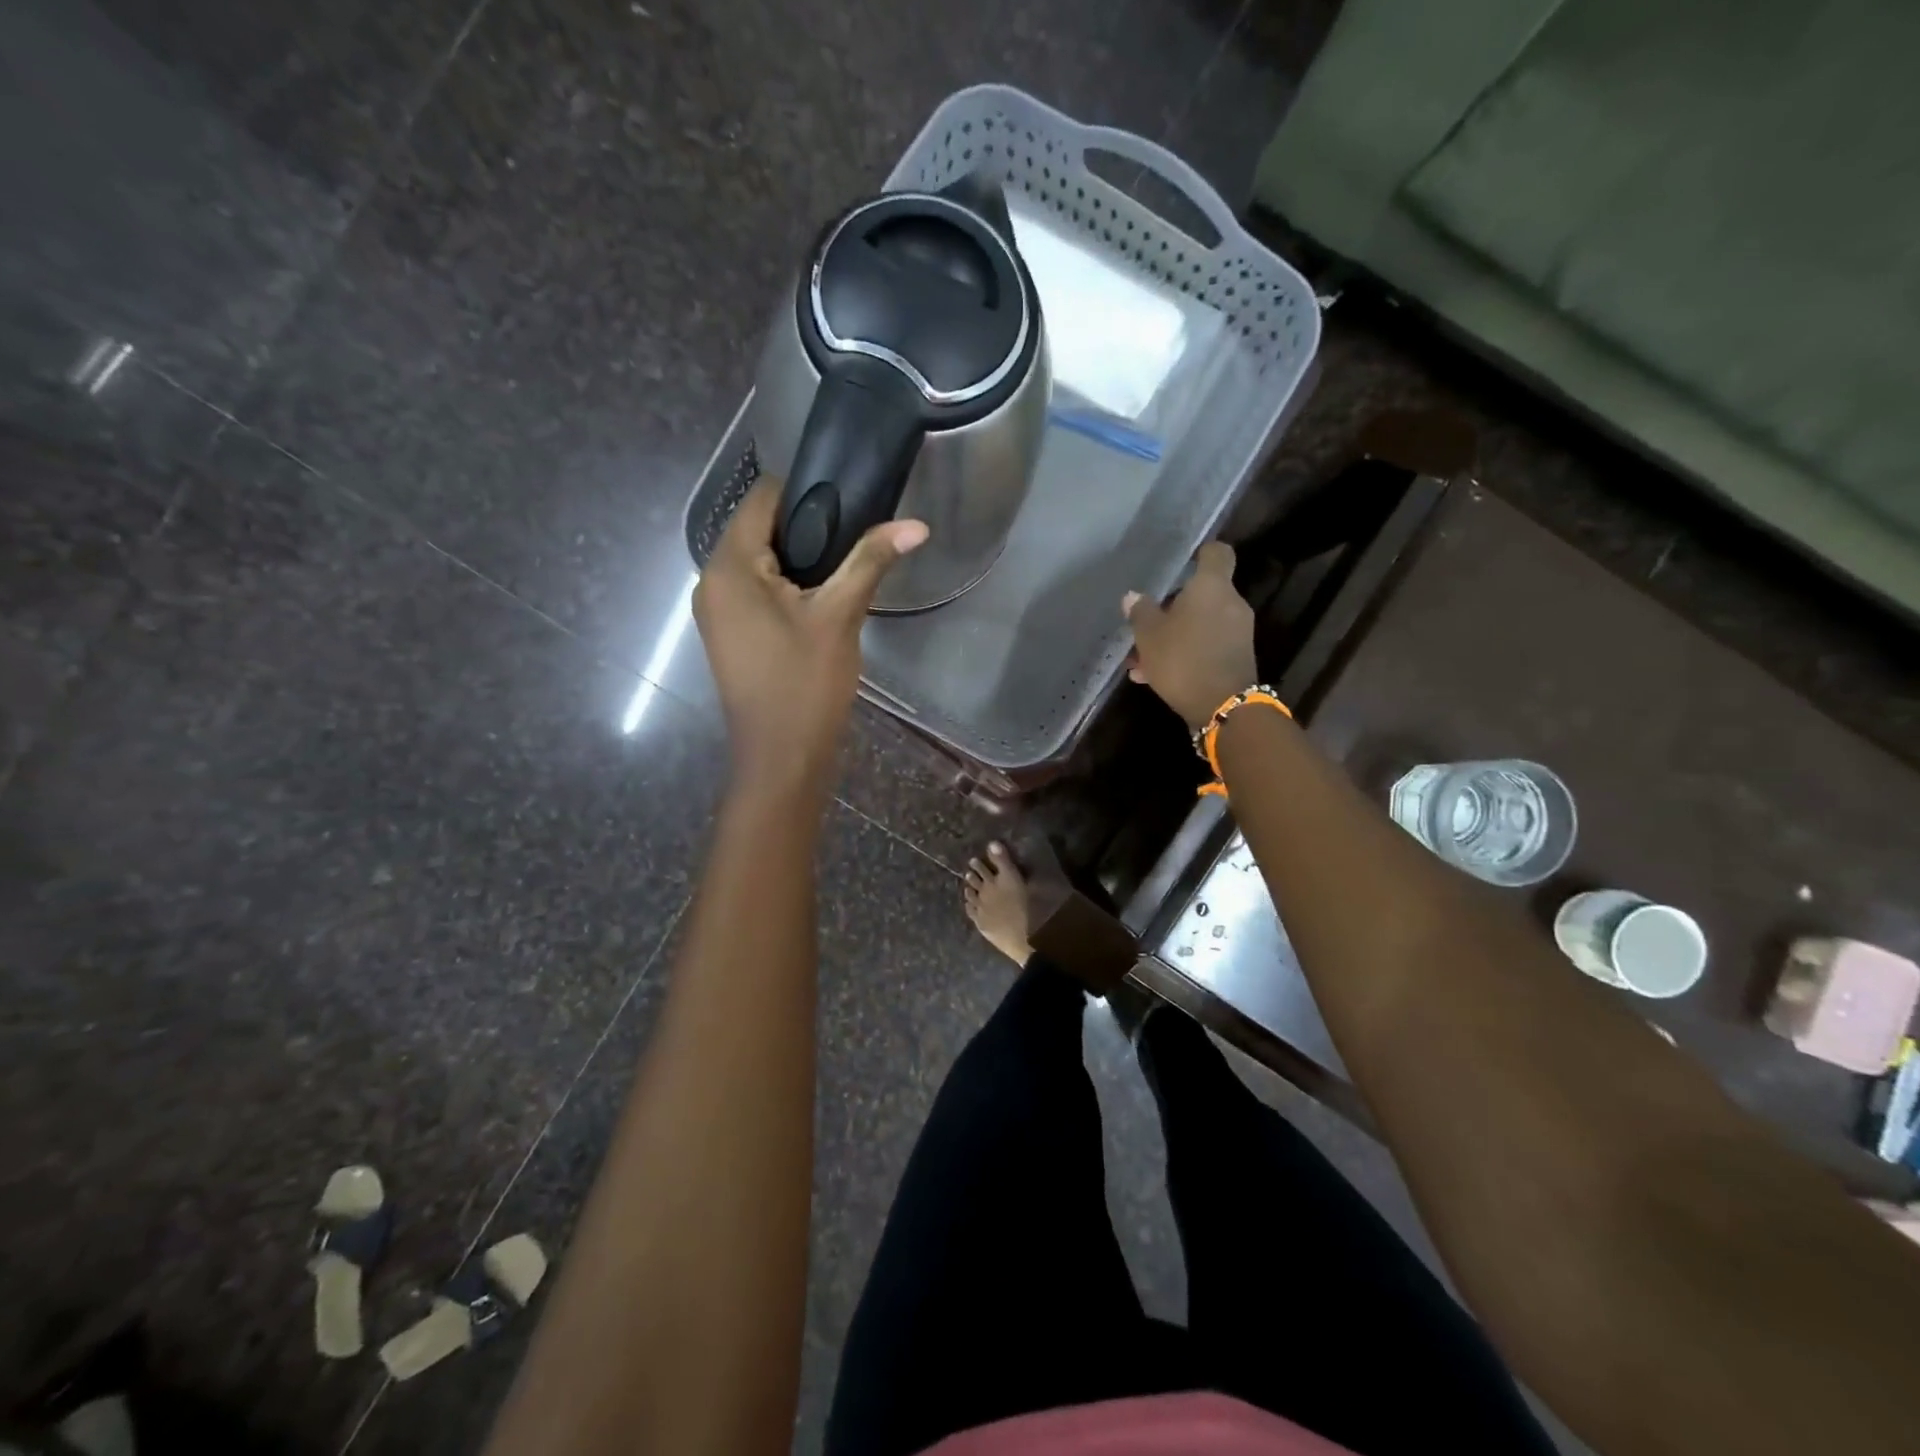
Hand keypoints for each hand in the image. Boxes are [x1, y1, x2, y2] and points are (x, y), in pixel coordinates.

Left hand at [694, 478, 926, 791]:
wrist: (781, 759)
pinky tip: (820, 599)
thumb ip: (871, 561)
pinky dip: (785, 585)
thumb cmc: (806, 685)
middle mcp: (711, 581)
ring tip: (845, 567)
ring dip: (799, 559)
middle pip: (758, 529)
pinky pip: (755, 590)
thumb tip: (917, 525)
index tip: (851, 503)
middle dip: (806, 528)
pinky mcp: (729, 634)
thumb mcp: (840, 617)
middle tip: (856, 538)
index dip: (807, 493)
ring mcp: (716, 611)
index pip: (762, 500)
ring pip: (758, 562)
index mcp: (729, 567)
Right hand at [1123, 541, 1258, 729]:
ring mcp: (1237, 632)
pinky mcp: (1236, 657)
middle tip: (1145, 622)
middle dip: (1172, 606)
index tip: (1182, 560)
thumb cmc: (1183, 660)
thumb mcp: (1149, 636)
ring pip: (1199, 623)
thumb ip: (1140, 612)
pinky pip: (1205, 645)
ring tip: (1140, 658)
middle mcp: (1230, 603)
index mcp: (1211, 587)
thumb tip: (1133, 596)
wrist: (1223, 708)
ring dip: (1173, 635)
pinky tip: (1153, 675)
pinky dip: (1184, 653)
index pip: (1216, 553)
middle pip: (1201, 593)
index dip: (1200, 552)